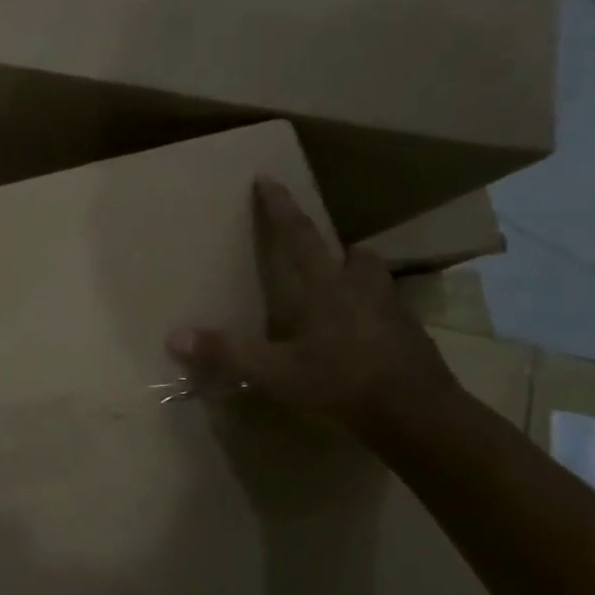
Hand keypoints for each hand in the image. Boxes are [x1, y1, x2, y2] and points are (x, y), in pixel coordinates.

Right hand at [166, 177, 456, 434]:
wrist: (420, 415)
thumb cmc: (344, 382)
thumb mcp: (278, 372)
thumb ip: (228, 352)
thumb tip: (174, 336)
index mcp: (328, 286)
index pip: (300, 234)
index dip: (281, 206)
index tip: (267, 178)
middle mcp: (364, 289)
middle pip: (354, 254)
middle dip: (338, 251)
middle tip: (322, 261)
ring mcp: (394, 313)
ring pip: (377, 281)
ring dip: (359, 281)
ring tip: (340, 302)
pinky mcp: (413, 339)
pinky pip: (390, 315)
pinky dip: (374, 319)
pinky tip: (361, 344)